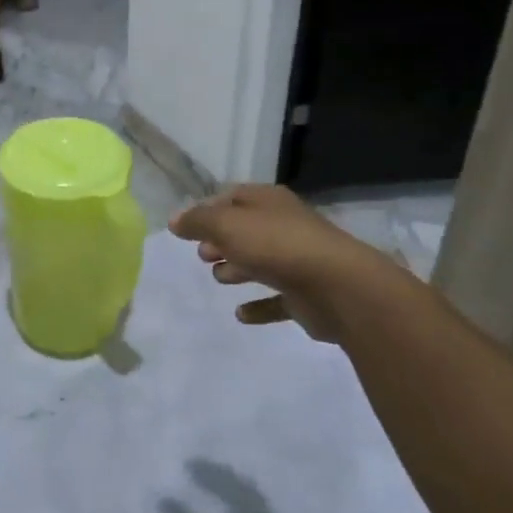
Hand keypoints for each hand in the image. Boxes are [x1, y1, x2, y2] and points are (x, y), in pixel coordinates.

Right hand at [168, 184, 410, 341]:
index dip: (209, 210)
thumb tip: (175, 220)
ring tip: (219, 279)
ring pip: (261, 261)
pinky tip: (241, 314)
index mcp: (268, 201)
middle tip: (203, 255)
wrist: (338, 287)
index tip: (187, 229)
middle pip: (246, 230)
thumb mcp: (227, 225)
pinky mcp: (306, 295)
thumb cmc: (276, 246)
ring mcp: (298, 260)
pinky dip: (259, 305)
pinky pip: (276, 299)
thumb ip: (198, 221)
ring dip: (238, 269)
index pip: (233, 197)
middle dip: (221, 240)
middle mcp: (284, 226)